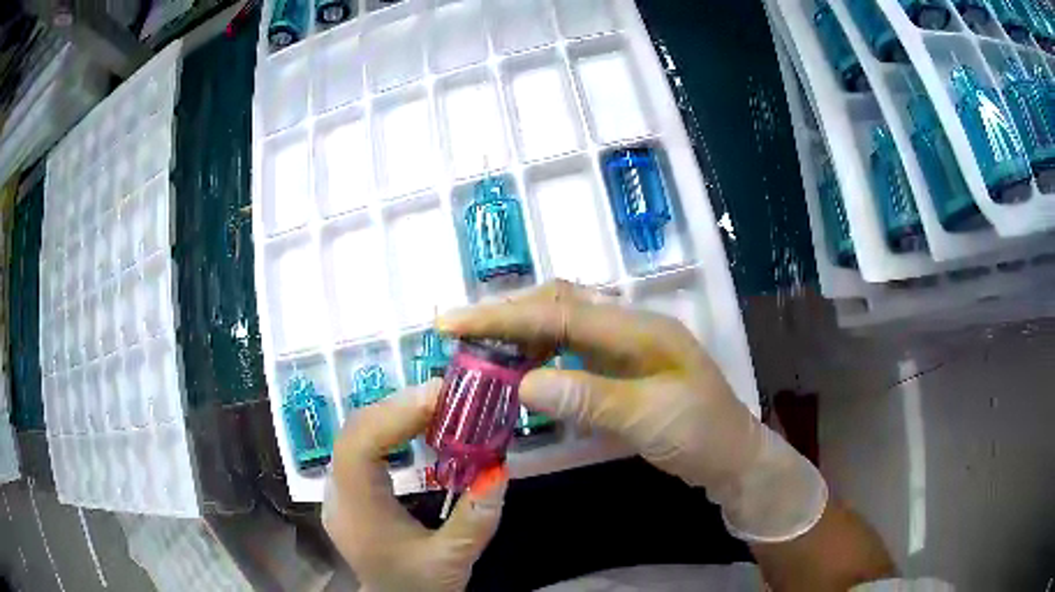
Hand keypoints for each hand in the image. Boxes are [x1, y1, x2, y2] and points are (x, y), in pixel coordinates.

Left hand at [323, 379, 507, 591]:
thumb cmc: (418, 586)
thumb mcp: (453, 560)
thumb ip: (476, 519)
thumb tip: (499, 469)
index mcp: (357, 512)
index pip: (358, 447)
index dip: (393, 415)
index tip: (438, 397)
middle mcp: (338, 494)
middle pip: (354, 432)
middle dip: (397, 407)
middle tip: (445, 395)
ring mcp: (337, 491)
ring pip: (354, 435)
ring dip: (392, 413)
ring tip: (434, 405)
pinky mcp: (346, 490)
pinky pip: (359, 446)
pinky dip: (387, 429)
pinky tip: (413, 428)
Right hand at [438, 281, 825, 542]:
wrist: (733, 457)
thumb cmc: (701, 436)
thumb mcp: (649, 420)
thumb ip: (589, 398)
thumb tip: (522, 383)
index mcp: (639, 328)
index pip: (560, 312)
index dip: (503, 316)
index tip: (452, 323)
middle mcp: (629, 325)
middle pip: (557, 304)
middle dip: (505, 315)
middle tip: (457, 333)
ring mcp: (625, 344)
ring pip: (561, 323)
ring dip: (519, 332)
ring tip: (479, 350)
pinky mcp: (621, 366)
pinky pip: (571, 348)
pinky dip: (539, 354)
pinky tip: (522, 369)